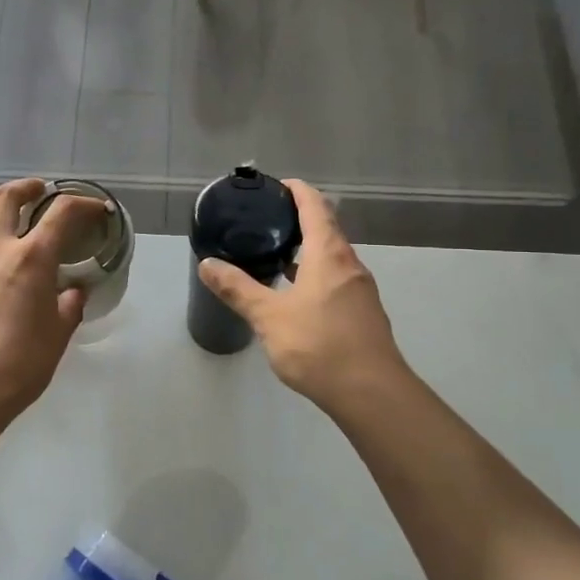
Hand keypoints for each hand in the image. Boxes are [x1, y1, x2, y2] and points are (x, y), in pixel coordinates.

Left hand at [0, 178, 102, 416]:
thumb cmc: (22, 361)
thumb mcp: (59, 333)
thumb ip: (69, 305)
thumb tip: (73, 292)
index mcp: (32, 257)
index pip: (62, 212)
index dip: (84, 204)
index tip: (98, 210)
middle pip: (7, 197)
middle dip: (27, 187)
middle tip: (41, 190)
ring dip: (0, 217)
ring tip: (14, 231)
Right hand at [198, 179, 407, 412]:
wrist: (371, 394)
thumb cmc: (319, 346)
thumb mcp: (269, 317)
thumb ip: (238, 289)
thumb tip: (207, 264)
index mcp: (330, 255)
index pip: (316, 206)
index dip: (298, 190)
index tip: (277, 185)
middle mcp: (350, 265)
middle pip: (327, 229)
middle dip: (299, 220)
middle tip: (266, 222)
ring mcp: (360, 291)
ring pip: (332, 258)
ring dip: (307, 251)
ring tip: (275, 256)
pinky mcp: (363, 314)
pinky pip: (336, 281)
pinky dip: (315, 275)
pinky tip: (295, 296)